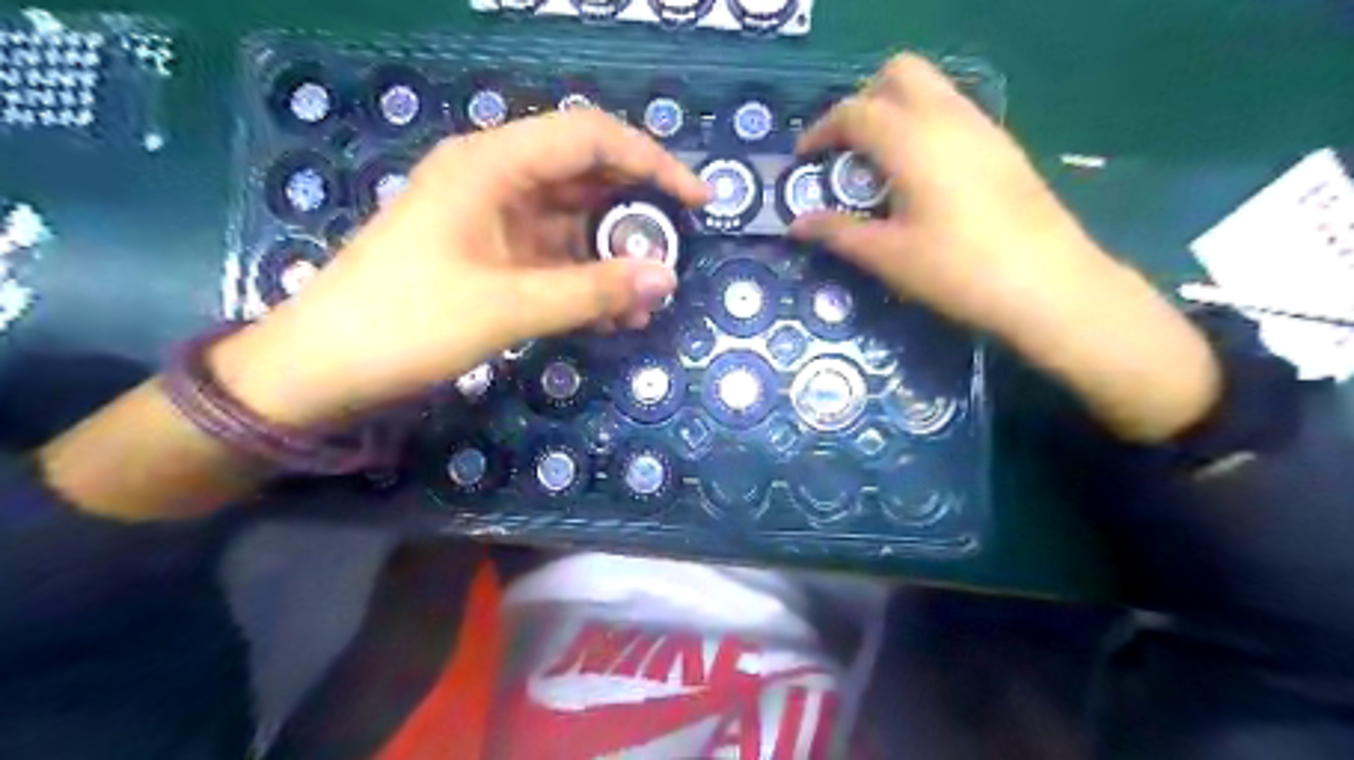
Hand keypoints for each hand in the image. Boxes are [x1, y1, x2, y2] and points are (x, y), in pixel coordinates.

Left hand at [211, 110, 710, 426]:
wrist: (325, 366)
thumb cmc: (407, 323)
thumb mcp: (509, 306)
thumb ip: (593, 291)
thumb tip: (667, 278)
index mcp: (492, 164)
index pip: (590, 137)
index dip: (652, 162)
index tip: (696, 202)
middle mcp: (496, 178)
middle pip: (586, 177)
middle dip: (636, 217)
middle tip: (674, 258)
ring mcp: (493, 218)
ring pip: (574, 222)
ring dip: (613, 259)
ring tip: (646, 304)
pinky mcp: (491, 254)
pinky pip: (554, 256)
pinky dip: (586, 280)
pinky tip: (612, 315)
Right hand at [797, 54, 1108, 336]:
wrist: (1049, 284)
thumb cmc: (957, 270)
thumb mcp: (888, 255)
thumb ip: (838, 232)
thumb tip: (796, 225)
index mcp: (912, 140)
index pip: (855, 112)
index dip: (821, 130)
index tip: (804, 158)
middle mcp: (948, 117)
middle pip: (899, 73)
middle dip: (863, 100)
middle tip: (847, 148)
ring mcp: (982, 127)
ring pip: (931, 88)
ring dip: (895, 110)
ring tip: (879, 164)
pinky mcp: (1003, 146)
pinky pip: (953, 112)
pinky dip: (924, 124)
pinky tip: (920, 176)